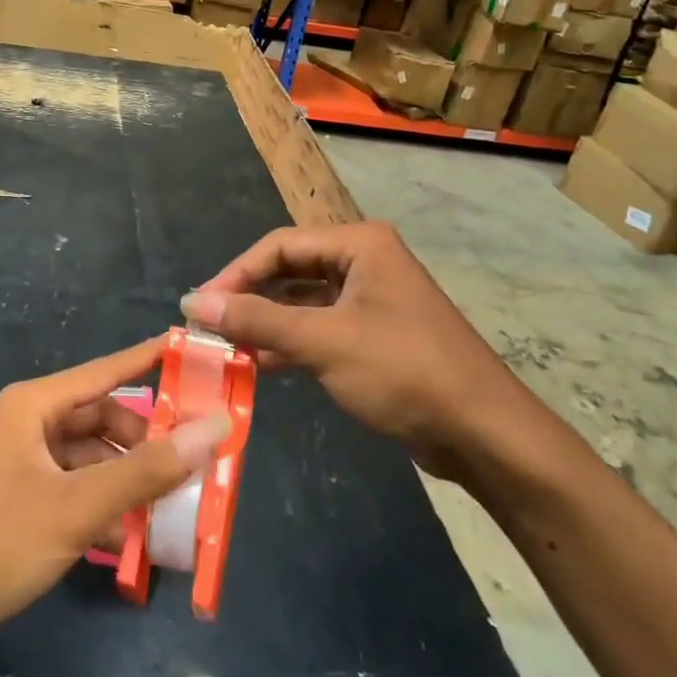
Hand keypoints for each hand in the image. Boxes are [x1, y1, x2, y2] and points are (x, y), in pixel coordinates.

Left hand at [0, 336, 230, 669]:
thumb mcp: (77, 507)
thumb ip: (149, 470)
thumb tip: (216, 427)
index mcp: (33, 406)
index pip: (106, 370)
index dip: (151, 360)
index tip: (197, 355)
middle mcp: (27, 426)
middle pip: (102, 419)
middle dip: (146, 439)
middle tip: (196, 459)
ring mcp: (21, 467)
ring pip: (90, 458)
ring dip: (128, 478)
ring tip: (174, 502)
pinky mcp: (18, 505)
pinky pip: (74, 491)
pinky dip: (104, 505)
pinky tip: (134, 534)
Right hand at [180, 223, 525, 481]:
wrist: (483, 432)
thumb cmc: (404, 371)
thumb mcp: (324, 341)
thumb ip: (257, 318)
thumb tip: (193, 301)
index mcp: (358, 244)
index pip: (279, 245)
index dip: (235, 273)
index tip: (198, 305)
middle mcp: (365, 261)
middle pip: (290, 270)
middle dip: (250, 297)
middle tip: (209, 326)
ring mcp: (372, 299)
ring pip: (303, 301)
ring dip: (267, 322)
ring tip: (227, 346)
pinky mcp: (375, 334)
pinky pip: (321, 327)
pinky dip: (291, 342)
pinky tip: (261, 364)